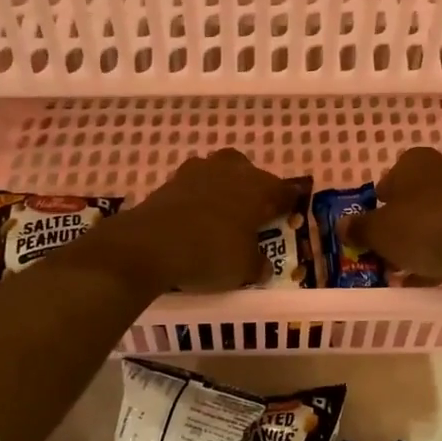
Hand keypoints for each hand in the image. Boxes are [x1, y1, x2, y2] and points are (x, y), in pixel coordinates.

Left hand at [88, 149, 297, 294]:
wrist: (151, 244)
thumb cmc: (211, 253)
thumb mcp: (244, 269)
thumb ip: (258, 265)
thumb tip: (263, 266)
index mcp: (258, 188)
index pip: (283, 191)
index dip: (288, 202)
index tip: (290, 211)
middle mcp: (231, 171)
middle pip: (248, 172)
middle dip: (251, 188)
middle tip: (251, 213)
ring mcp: (197, 172)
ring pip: (218, 173)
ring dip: (221, 189)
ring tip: (220, 215)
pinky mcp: (170, 181)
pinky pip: (192, 186)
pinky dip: (196, 199)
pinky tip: (194, 219)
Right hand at [347, 146, 441, 297]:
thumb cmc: (421, 227)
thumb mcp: (378, 231)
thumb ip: (358, 228)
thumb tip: (343, 226)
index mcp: (416, 161)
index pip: (391, 175)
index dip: (379, 201)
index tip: (372, 225)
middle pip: (413, 199)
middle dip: (398, 225)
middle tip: (383, 249)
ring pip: (433, 220)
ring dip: (417, 243)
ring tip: (400, 270)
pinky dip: (438, 255)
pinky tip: (423, 279)